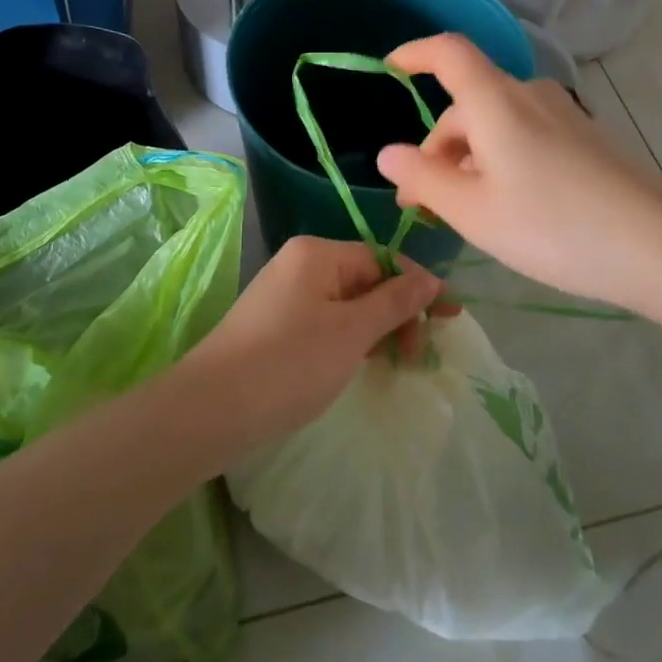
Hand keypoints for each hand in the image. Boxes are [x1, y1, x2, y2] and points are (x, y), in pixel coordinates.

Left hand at [182, 237, 447, 449]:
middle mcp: (301, 264)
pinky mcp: (276, 324)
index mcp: (318, 253)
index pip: (383, 259)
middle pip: (366, 279)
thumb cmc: (290, 363)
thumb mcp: (352, 332)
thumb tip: (431, 278)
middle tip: (419, 354)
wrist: (211, 408)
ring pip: (348, 304)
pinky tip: (363, 364)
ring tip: (396, 363)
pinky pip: (327, 321)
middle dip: (398, 312)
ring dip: (377, 329)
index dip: (418, 287)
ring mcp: (285, 294)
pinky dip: (351, 339)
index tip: (450, 317)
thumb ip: (395, 302)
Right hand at [375, 34, 661, 312]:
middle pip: (468, 104)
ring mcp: (563, 116)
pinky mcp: (586, 138)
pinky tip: (510, 208)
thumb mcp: (473, 211)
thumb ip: (423, 179)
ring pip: (496, 124)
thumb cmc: (553, 226)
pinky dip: (501, 161)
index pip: (448, 52)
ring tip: (465, 213)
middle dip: (437, 147)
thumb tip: (388, 155)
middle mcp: (530, 95)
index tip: (389, 70)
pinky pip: (526, 136)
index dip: (414, 53)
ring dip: (469, 159)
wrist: (660, 248)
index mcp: (496, 101)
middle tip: (423, 203)